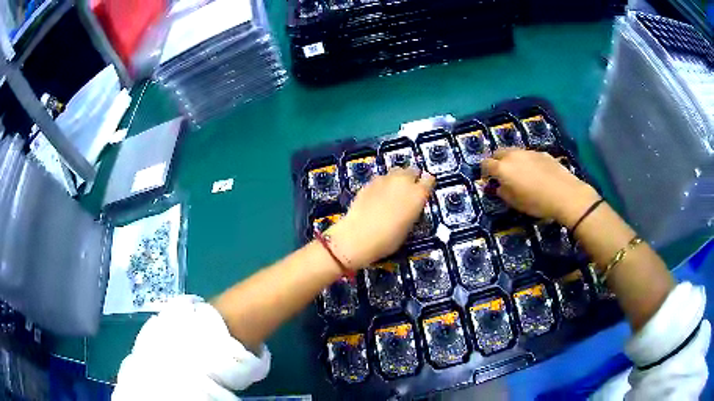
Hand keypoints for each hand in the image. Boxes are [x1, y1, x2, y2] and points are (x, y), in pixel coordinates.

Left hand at [326, 168, 435, 269]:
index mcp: (418, 194)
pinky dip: (382, 184)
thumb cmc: (388, 239)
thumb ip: (412, 209)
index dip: (426, 184)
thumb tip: (411, 205)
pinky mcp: (369, 182)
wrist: (358, 236)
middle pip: (412, 170)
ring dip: (397, 179)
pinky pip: (381, 179)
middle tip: (408, 190)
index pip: (429, 179)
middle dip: (412, 178)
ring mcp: (385, 180)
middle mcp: (403, 182)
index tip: (424, 189)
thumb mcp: (408, 226)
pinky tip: (377, 196)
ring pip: (396, 171)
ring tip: (392, 192)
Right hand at [482, 149, 599, 226]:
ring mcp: (528, 152)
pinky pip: (528, 155)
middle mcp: (513, 155)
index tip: (489, 180)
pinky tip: (536, 173)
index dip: (485, 172)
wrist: (565, 194)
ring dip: (512, 160)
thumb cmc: (537, 202)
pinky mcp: (541, 152)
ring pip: (513, 152)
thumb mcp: (515, 203)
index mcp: (503, 168)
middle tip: (502, 175)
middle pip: (498, 153)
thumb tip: (499, 187)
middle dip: (497, 161)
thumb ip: (503, 193)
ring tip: (520, 173)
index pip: (486, 164)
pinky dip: (526, 161)